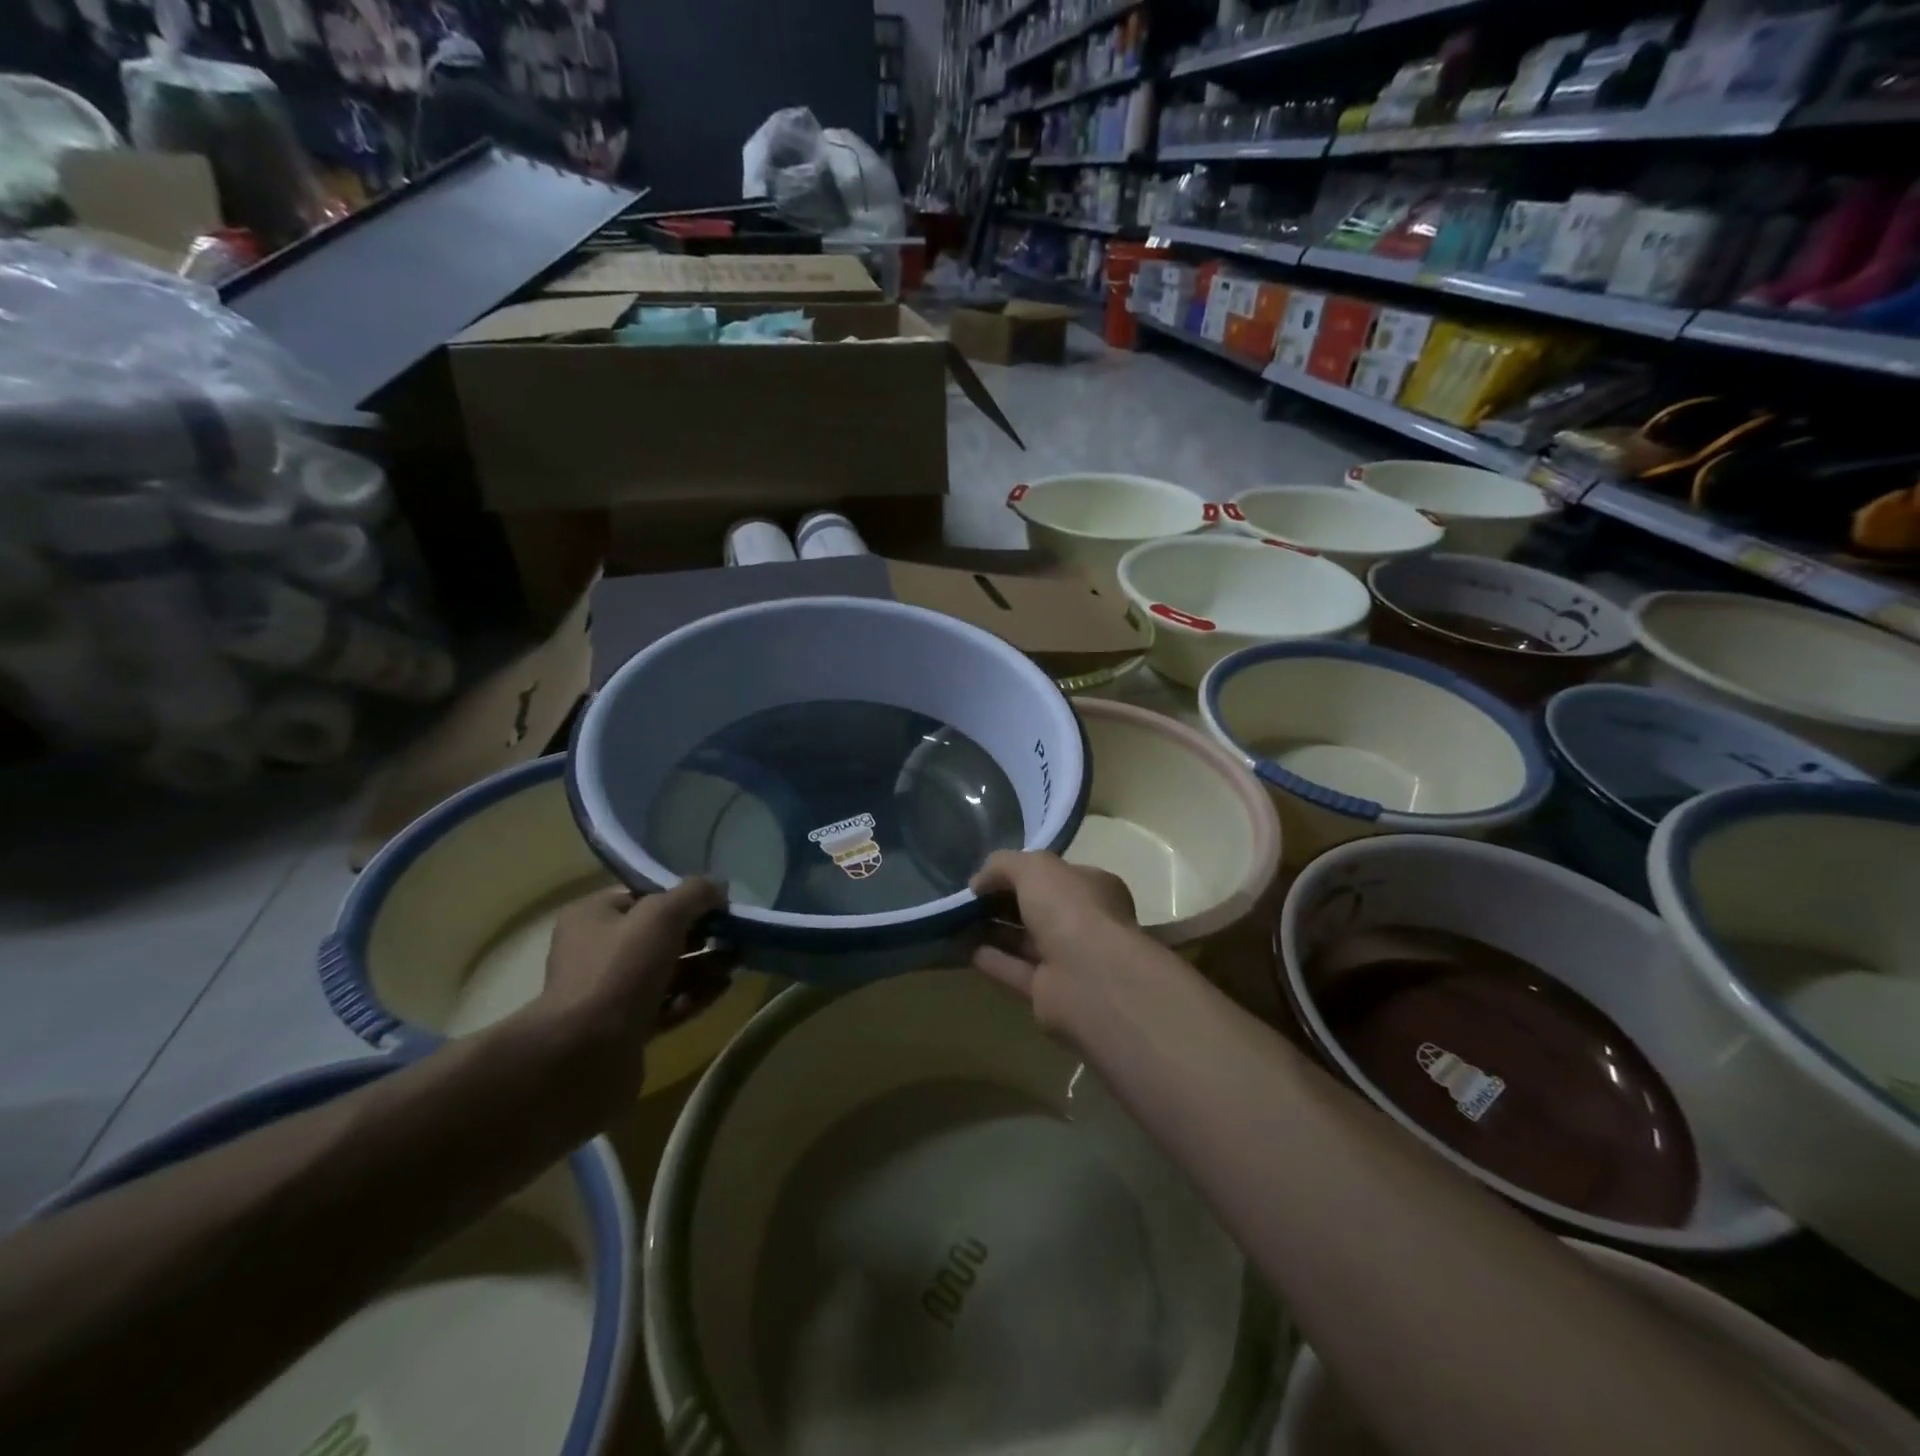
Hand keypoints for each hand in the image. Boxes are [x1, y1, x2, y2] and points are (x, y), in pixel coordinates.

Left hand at [539, 879, 722, 1102]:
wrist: (586, 1055)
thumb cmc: (620, 970)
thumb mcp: (662, 916)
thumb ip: (694, 894)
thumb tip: (718, 887)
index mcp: (592, 916)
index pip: (644, 895)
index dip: (683, 896)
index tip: (719, 902)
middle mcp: (597, 950)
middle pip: (660, 933)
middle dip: (700, 932)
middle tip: (735, 933)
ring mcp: (611, 992)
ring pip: (667, 969)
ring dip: (704, 963)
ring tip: (738, 960)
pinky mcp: (627, 1027)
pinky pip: (668, 1002)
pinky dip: (696, 993)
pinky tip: (724, 987)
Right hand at [970, 850, 1137, 1031]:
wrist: (1089, 978)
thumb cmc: (1070, 908)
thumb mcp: (1034, 867)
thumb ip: (1003, 865)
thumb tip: (978, 883)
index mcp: (1092, 888)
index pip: (1055, 875)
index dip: (1021, 871)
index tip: (987, 874)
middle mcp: (1084, 922)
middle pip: (1037, 908)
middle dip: (1003, 902)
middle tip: (966, 897)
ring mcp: (1067, 960)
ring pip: (1023, 940)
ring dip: (992, 930)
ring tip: (955, 919)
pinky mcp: (1047, 992)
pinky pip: (1013, 969)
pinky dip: (989, 959)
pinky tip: (959, 947)